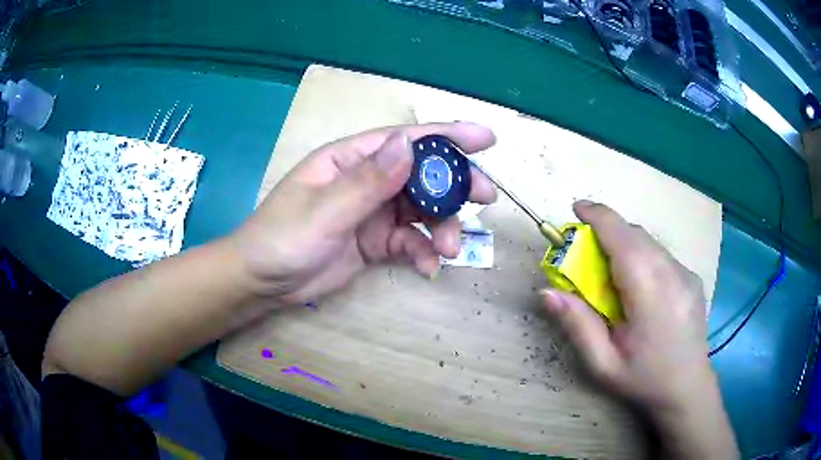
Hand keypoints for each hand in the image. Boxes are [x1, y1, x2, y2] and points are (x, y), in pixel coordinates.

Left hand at [231, 122, 496, 303]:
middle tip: (485, 198)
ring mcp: (373, 212)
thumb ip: (367, 181)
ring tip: (449, 248)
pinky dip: (421, 252)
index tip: (486, 139)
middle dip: (454, 185)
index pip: (404, 140)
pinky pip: (409, 242)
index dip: (447, 136)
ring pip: (421, 211)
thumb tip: (409, 145)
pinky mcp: (375, 241)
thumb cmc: (282, 239)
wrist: (263, 283)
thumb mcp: (324, 211)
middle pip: (421, 174)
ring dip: (441, 227)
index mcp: (351, 160)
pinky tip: (427, 267)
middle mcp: (367, 180)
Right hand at [541, 201, 736, 457]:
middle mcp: (673, 273)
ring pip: (649, 242)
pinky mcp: (692, 277)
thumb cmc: (643, 379)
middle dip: (607, 231)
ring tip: (611, 275)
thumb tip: (547, 292)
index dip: (598, 217)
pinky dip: (642, 256)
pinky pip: (661, 255)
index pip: (623, 238)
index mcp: (650, 293)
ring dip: (625, 245)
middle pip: (635, 234)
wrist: (687, 388)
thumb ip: (577, 324)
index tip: (576, 208)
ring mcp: (686, 273)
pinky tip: (638, 287)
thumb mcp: (602, 363)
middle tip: (585, 253)